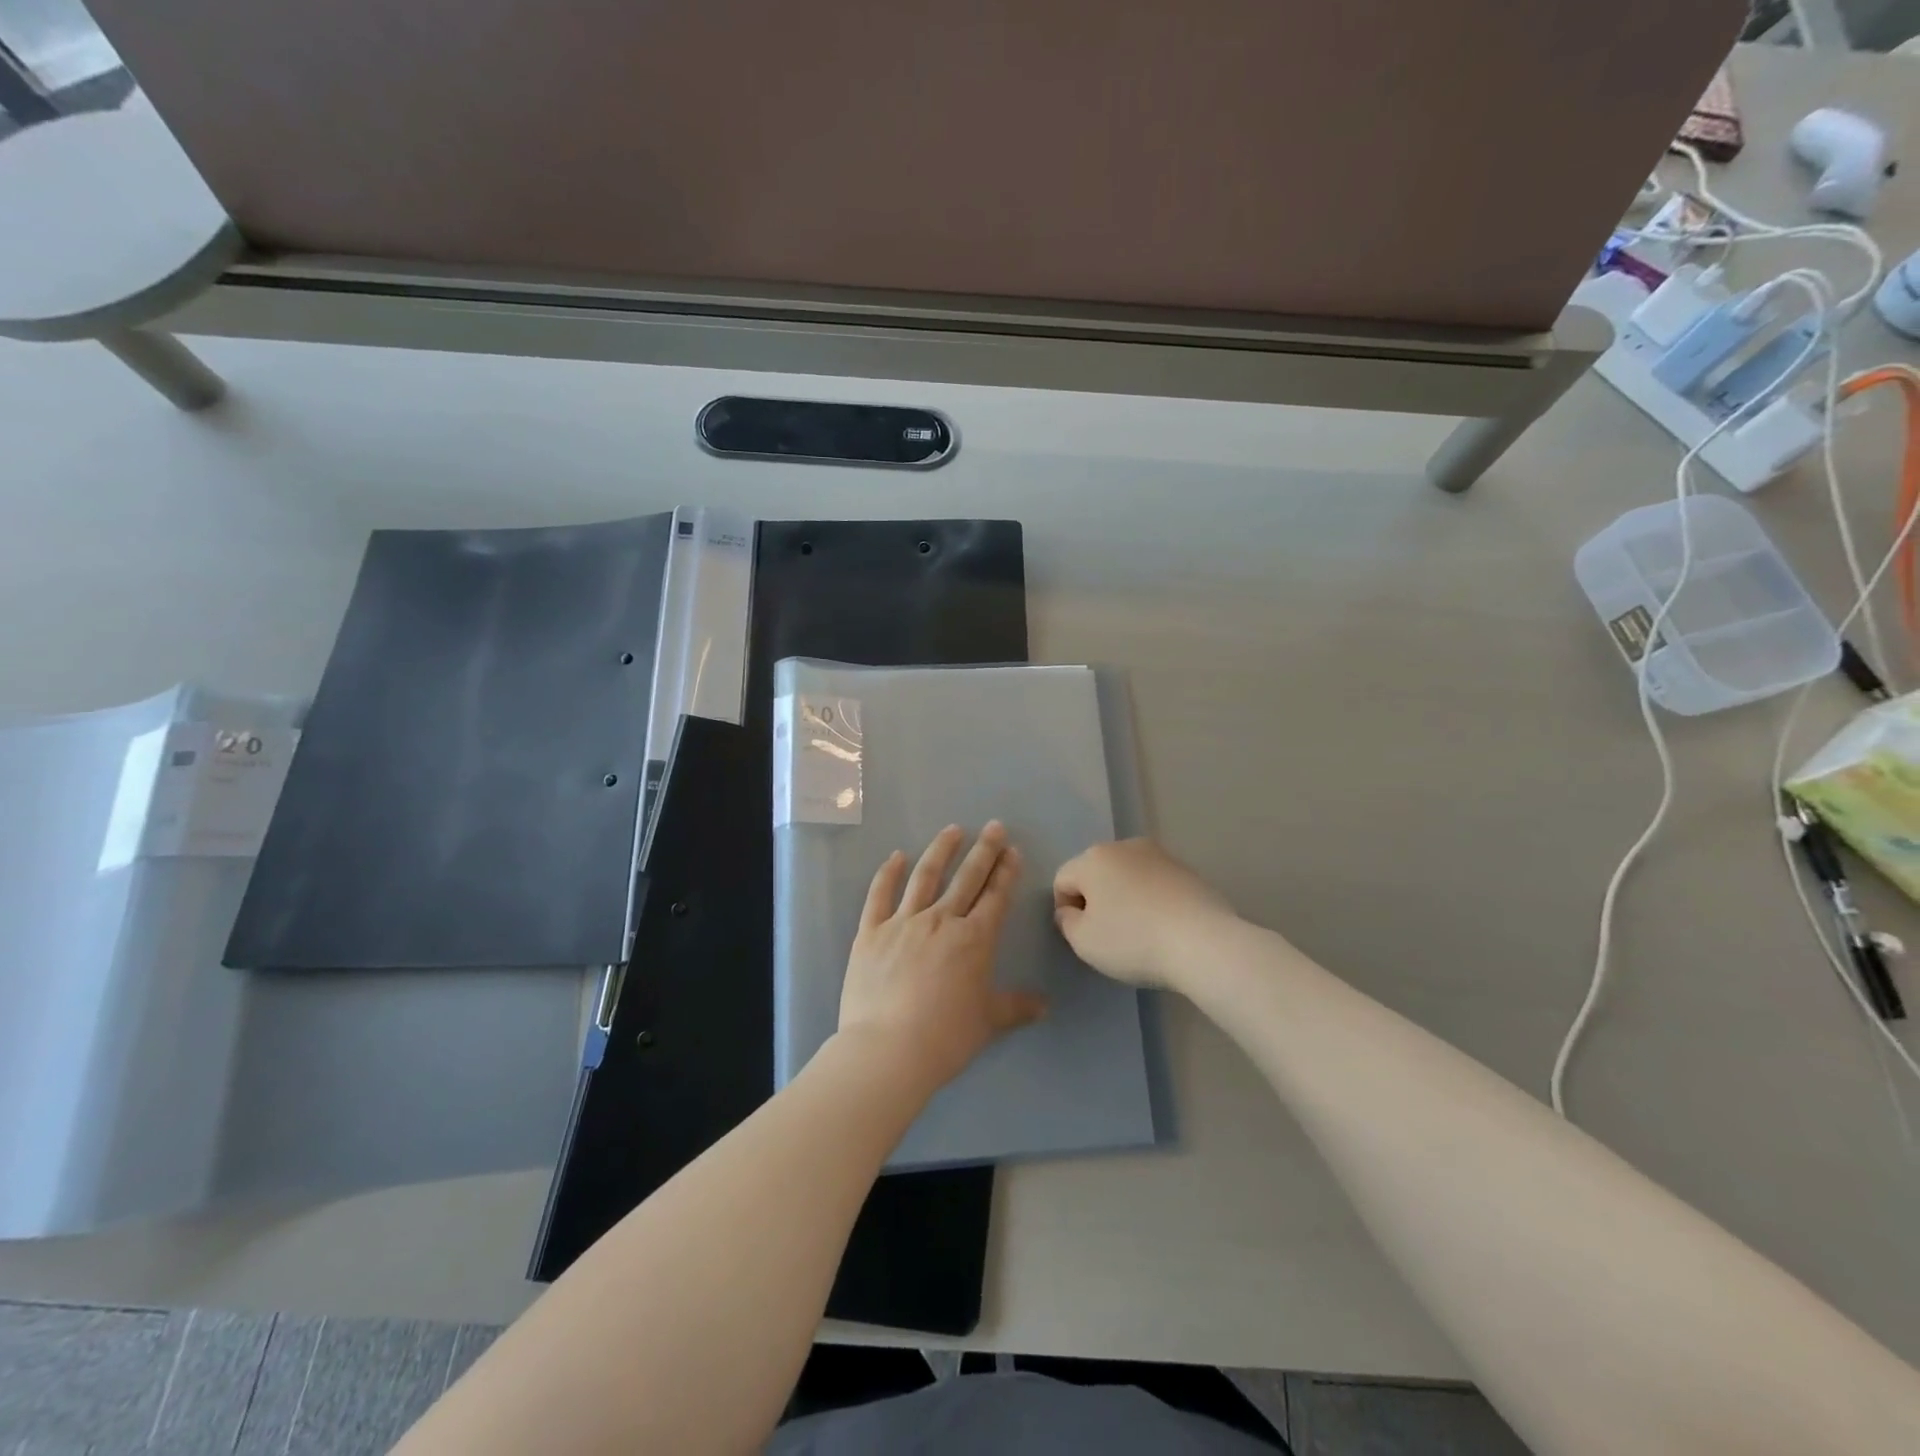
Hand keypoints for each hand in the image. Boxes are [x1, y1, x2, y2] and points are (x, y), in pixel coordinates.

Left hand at [839, 822, 1048, 1092]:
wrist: (889, 1049)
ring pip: (925, 877)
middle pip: (967, 879)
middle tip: (994, 827)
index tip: (1012, 850)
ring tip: (952, 830)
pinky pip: (880, 895)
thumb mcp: (988, 1022)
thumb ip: (1016, 1008)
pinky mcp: (871, 932)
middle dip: (984, 851)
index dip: (1006, 872)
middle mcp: (942, 921)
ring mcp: (903, 922)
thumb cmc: (946, 1037)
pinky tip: (897, 856)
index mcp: (974, 940)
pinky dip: (888, 873)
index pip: (995, 897)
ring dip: (941, 851)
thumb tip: (1045, 1005)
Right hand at [1053, 838, 1235, 990]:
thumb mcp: (1084, 942)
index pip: (1063, 880)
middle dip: (1097, 900)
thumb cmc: (1133, 940)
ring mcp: (1160, 855)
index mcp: (1093, 858)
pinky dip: (1153, 901)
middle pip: (1096, 873)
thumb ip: (1066, 922)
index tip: (1086, 936)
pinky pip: (1156, 884)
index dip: (1066, 910)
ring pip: (1128, 876)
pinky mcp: (1187, 870)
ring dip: (1126, 898)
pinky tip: (1165, 927)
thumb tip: (1071, 910)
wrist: (1203, 943)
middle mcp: (1124, 846)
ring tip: (1141, 932)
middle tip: (1110, 935)